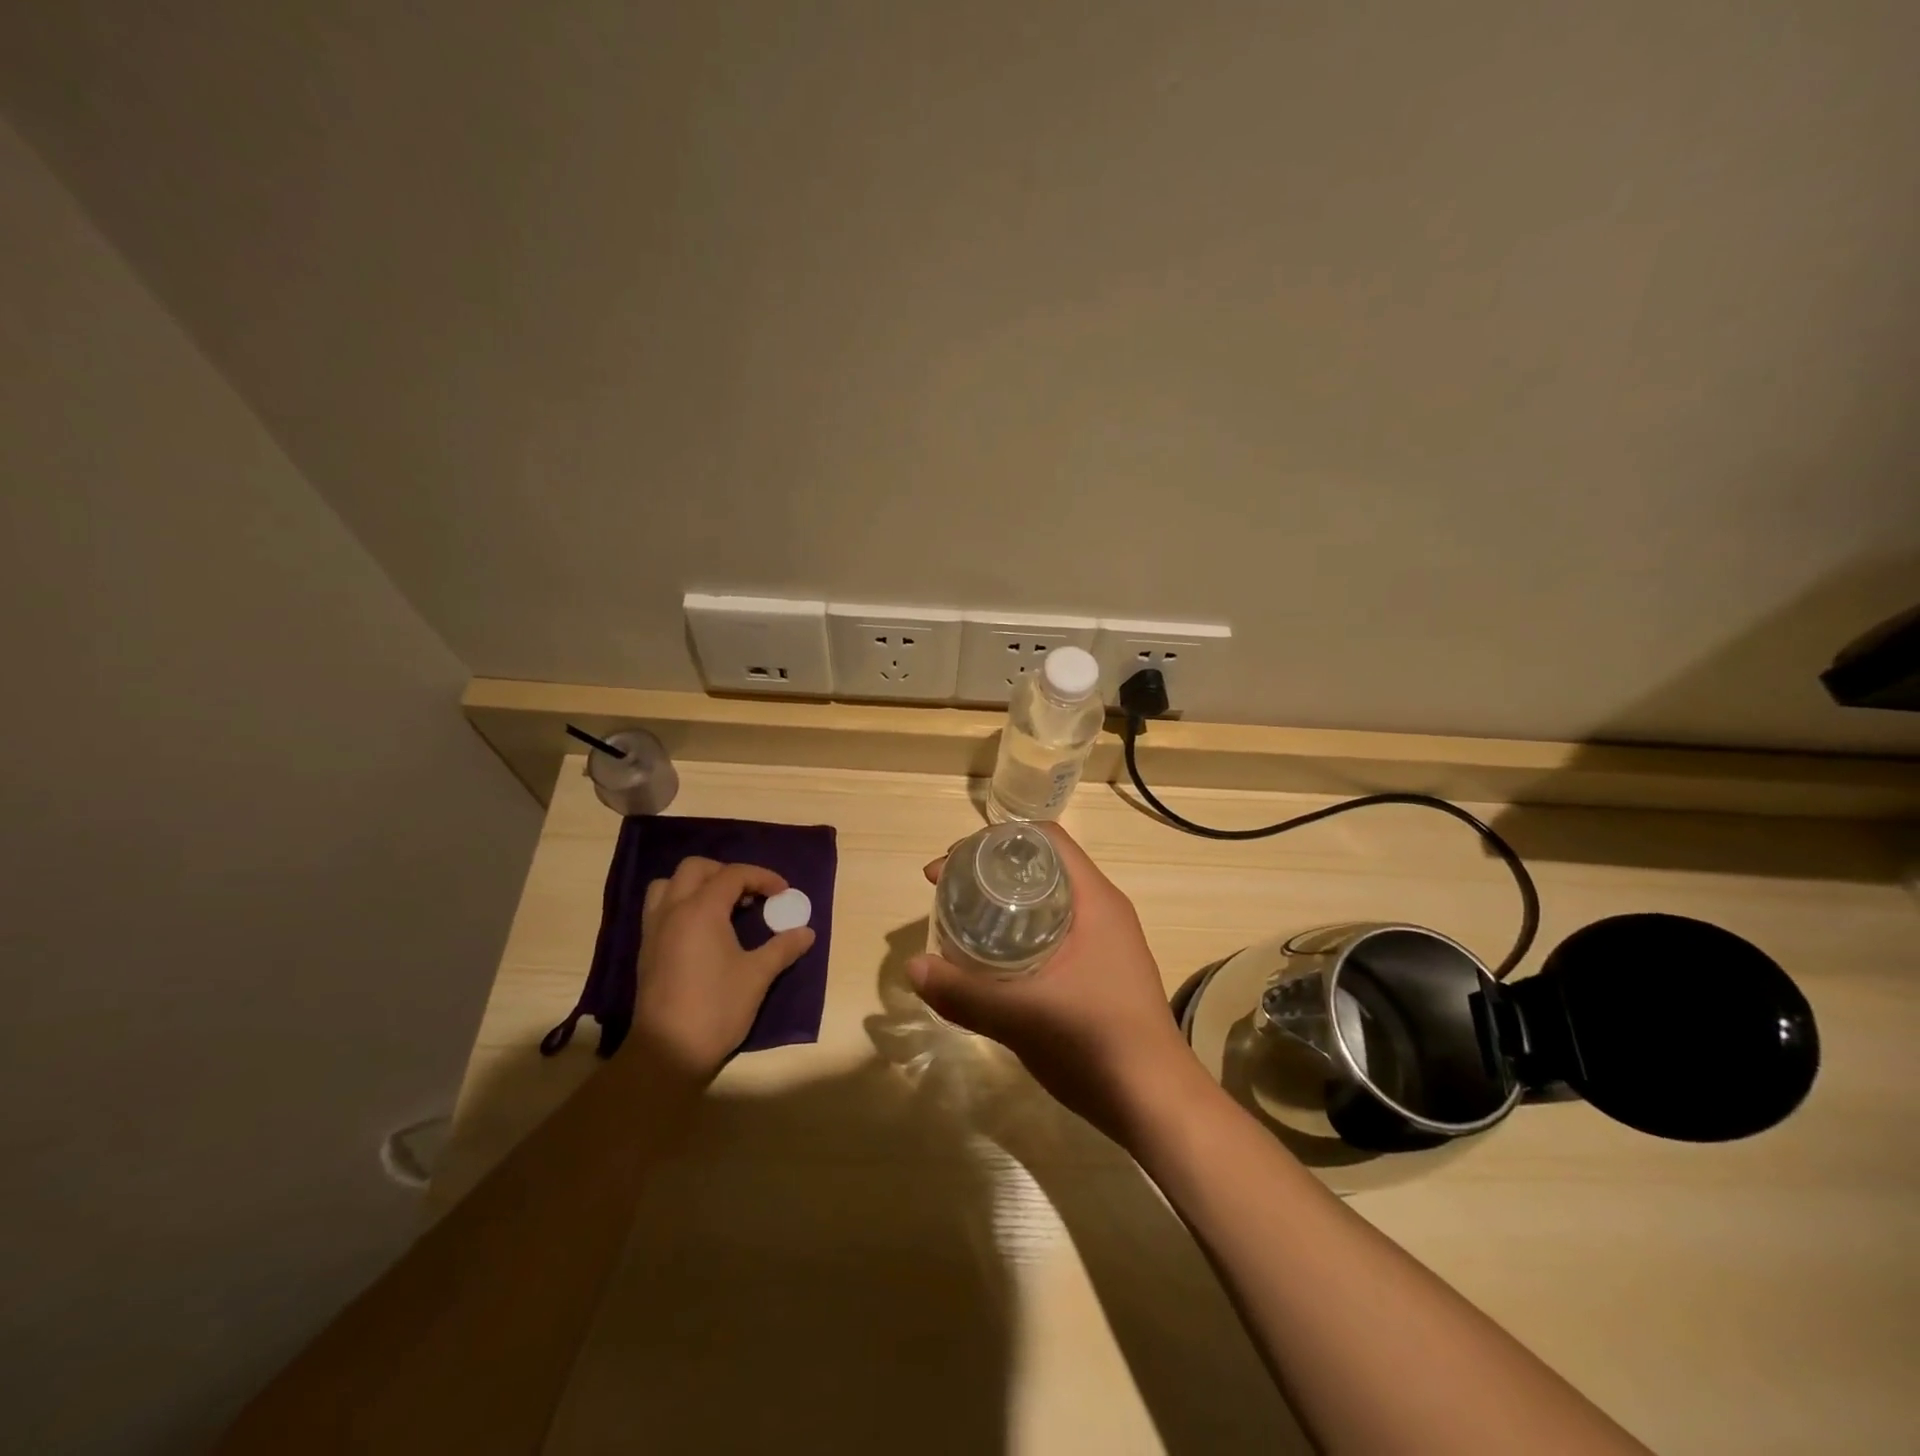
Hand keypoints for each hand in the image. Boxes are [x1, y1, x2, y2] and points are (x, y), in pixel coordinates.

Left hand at [631, 857, 815, 1082]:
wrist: (667, 1052)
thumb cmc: (717, 1008)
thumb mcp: (758, 976)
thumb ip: (783, 947)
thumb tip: (807, 932)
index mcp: (701, 910)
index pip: (733, 874)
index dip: (762, 877)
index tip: (783, 893)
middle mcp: (673, 910)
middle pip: (696, 868)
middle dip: (727, 873)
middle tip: (751, 894)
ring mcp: (654, 929)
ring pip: (669, 884)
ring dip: (697, 884)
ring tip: (722, 906)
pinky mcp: (646, 949)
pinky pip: (659, 907)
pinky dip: (681, 903)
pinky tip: (702, 930)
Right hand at [908, 824, 1201, 1140]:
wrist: (1157, 1103)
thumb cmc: (1096, 1043)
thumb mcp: (1021, 1016)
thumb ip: (964, 992)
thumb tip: (913, 966)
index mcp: (1094, 900)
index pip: (1044, 839)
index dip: (994, 841)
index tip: (953, 863)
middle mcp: (1103, 910)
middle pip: (1042, 866)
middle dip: (992, 871)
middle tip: (948, 891)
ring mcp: (1107, 940)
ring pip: (1049, 900)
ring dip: (1006, 902)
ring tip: (964, 920)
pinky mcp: (1103, 969)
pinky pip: (1056, 929)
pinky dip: (1022, 929)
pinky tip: (995, 957)